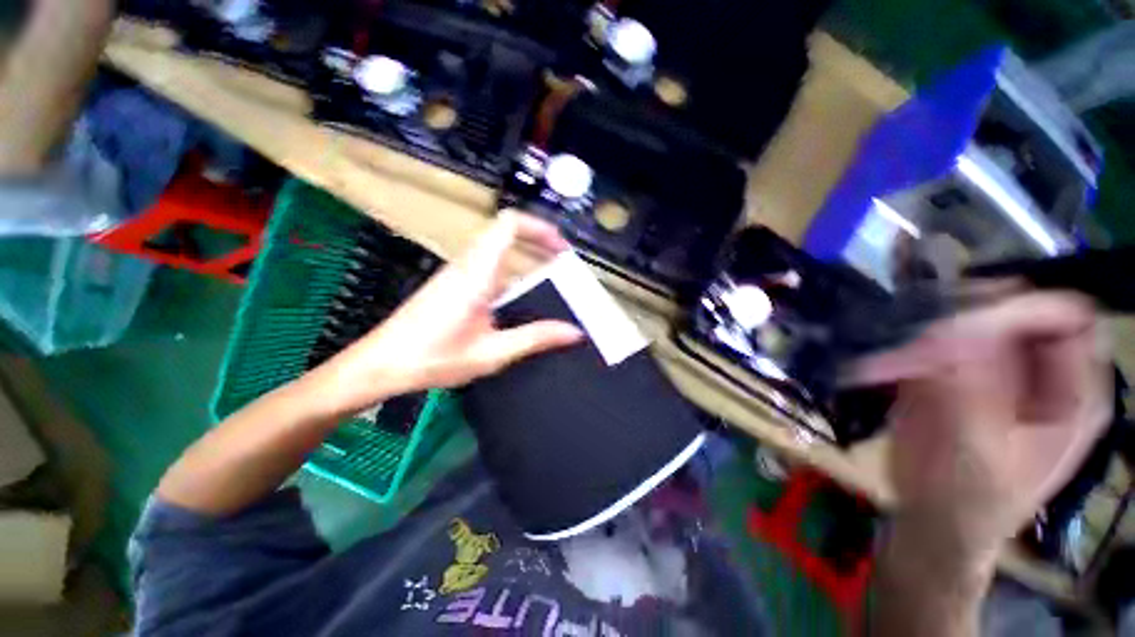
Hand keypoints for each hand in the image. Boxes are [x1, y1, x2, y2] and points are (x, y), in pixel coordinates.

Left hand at [313, 212, 584, 414]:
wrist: (381, 365)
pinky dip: (511, 273)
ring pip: (497, 251)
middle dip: (538, 243)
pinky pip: (488, 267)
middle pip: (506, 234)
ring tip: (548, 283)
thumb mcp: (492, 352)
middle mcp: (466, 266)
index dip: (539, 228)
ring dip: (525, 259)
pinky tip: (520, 301)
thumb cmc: (432, 358)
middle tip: (561, 265)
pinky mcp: (453, 286)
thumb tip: (572, 332)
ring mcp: (458, 274)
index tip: (561, 247)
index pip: (508, 225)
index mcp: (476, 274)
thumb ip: (535, 339)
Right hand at [851, 292, 1111, 566]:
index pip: (1064, 316)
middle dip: (964, 314)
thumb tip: (947, 325)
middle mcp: (1042, 373)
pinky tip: (887, 355)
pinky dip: (914, 340)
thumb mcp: (974, 447)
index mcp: (1072, 393)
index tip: (952, 322)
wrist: (933, 522)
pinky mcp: (960, 376)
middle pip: (1015, 311)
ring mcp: (999, 372)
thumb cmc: (966, 498)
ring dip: (931, 326)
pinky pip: (941, 340)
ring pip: (973, 320)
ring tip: (893, 344)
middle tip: (914, 331)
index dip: (1014, 309)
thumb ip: (968, 384)